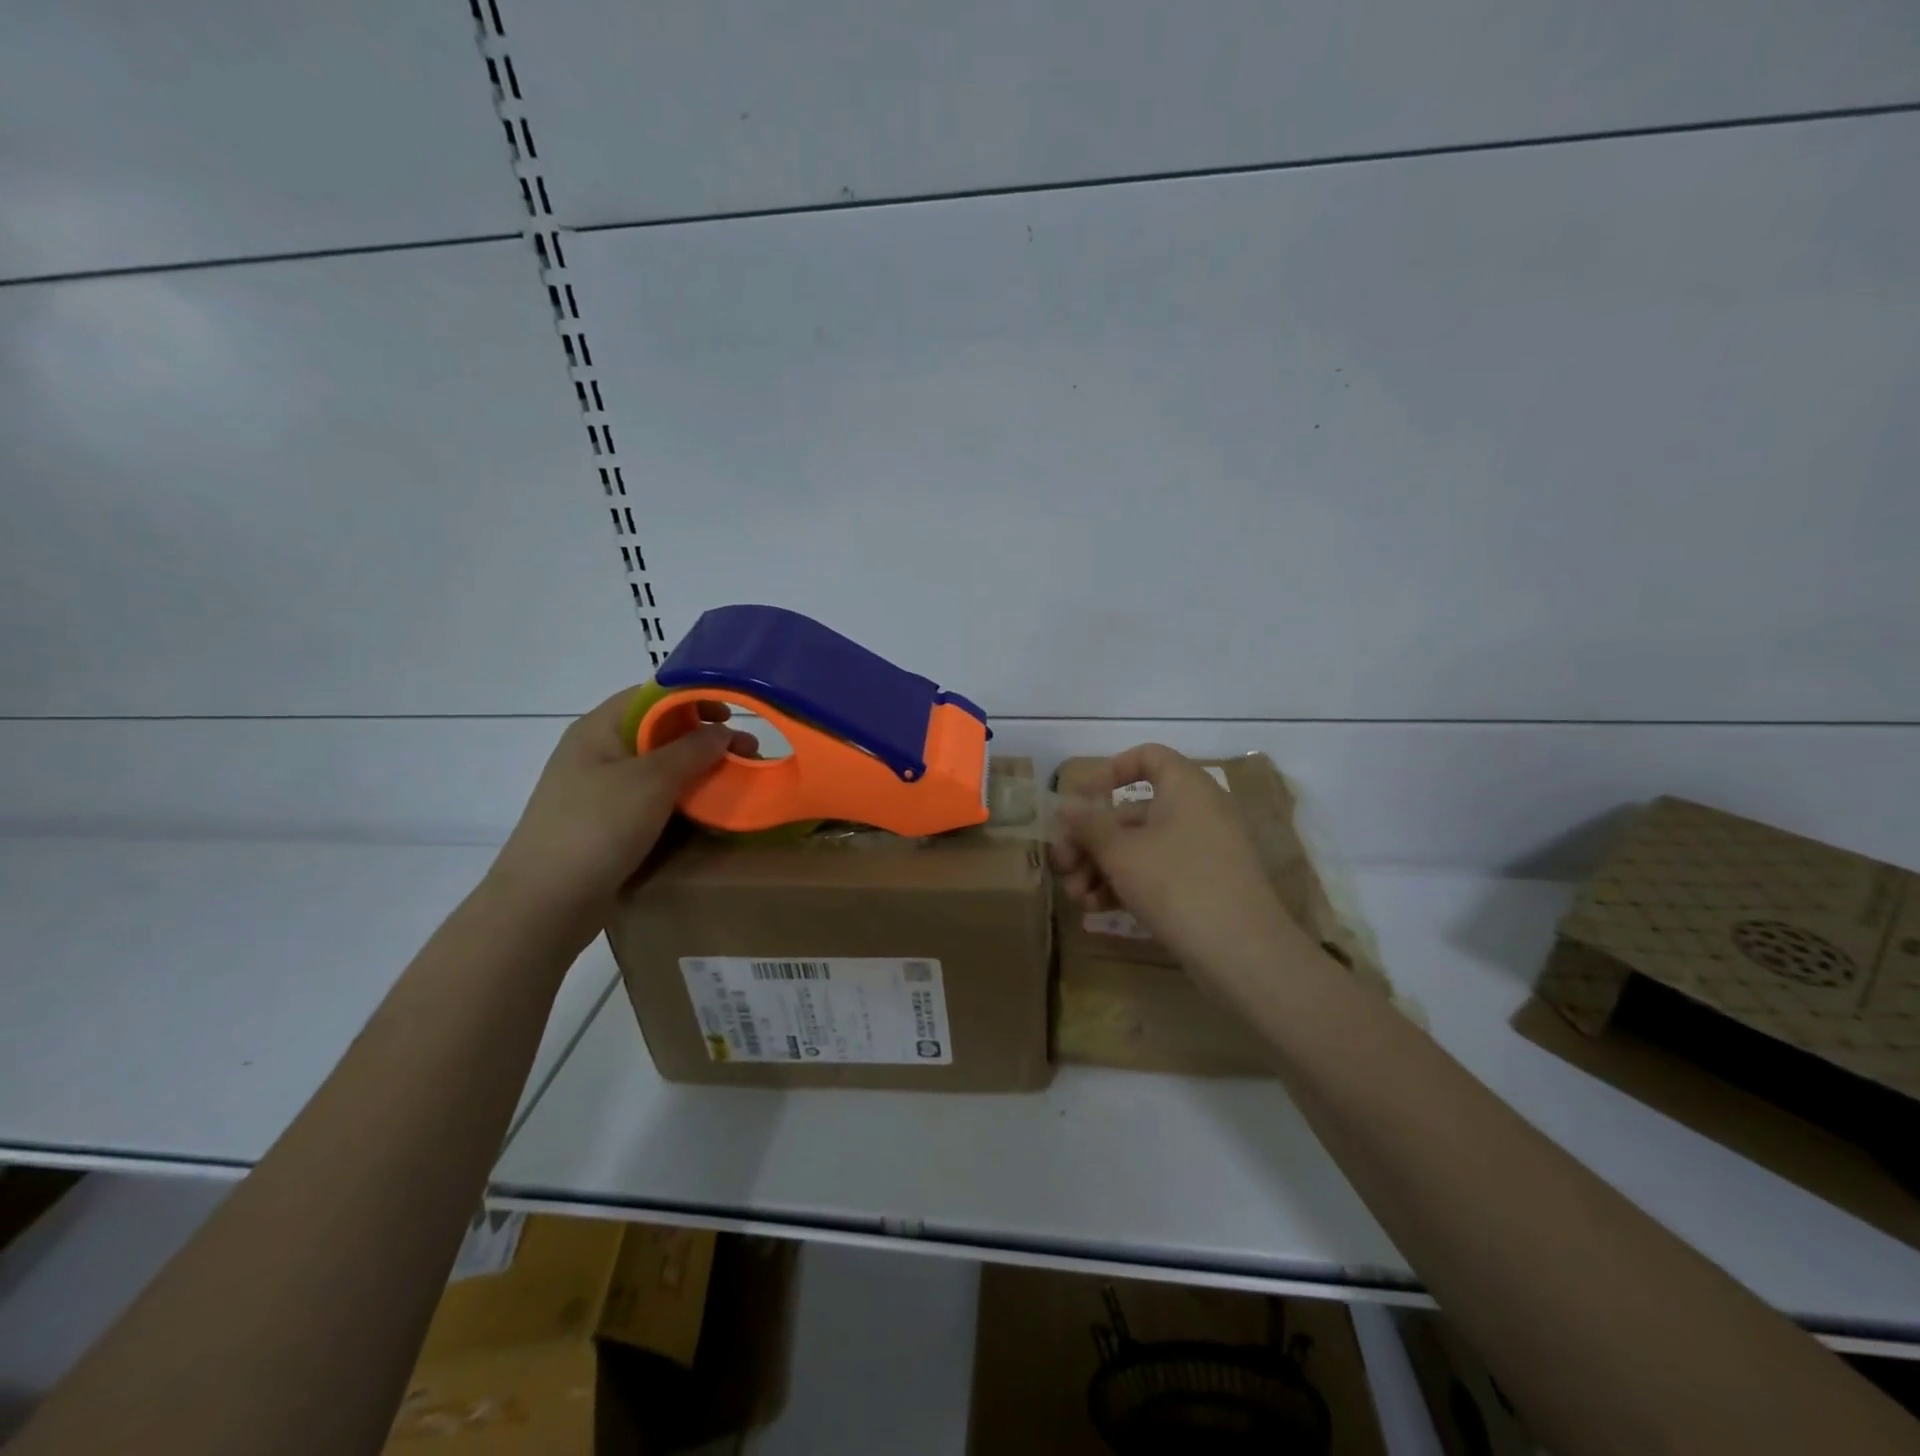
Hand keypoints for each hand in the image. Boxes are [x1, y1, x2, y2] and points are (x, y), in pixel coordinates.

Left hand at [489, 687, 753, 920]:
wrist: (545, 903)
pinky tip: (707, 812)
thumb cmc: (596, 827)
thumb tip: (723, 732)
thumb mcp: (651, 781)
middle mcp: (597, 753)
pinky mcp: (607, 824)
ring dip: (698, 771)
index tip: (733, 713)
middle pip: (658, 730)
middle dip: (705, 738)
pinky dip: (682, 799)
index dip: (694, 697)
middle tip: (747, 754)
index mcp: (599, 729)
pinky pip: (652, 799)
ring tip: (735, 783)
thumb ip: (692, 750)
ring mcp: (600, 790)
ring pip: (658, 768)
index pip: (652, 695)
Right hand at [1051, 744, 1306, 977]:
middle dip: (1091, 838)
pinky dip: (1126, 883)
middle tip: (1061, 864)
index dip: (1109, 772)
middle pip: (1133, 811)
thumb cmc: (1177, 885)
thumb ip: (1089, 825)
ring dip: (1101, 867)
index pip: (1147, 757)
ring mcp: (1203, 851)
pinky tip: (1095, 908)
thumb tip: (1066, 805)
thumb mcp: (1121, 853)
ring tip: (1075, 896)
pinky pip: (1157, 872)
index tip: (1080, 802)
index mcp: (1186, 788)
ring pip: (1140, 847)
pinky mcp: (1203, 886)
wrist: (1243, 954)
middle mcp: (1198, 812)